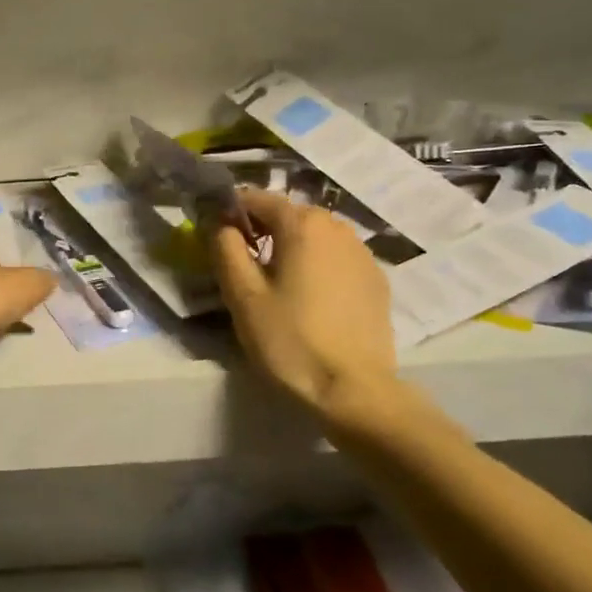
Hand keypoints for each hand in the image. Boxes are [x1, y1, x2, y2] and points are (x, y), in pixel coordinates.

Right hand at [208, 187, 398, 421]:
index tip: (215, 236)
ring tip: (275, 284)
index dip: (231, 211)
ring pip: (315, 237)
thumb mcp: (243, 296)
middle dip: (262, 231)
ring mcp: (362, 253)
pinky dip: (317, 266)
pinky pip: (336, 259)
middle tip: (241, 265)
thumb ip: (225, 249)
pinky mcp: (376, 280)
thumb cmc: (290, 340)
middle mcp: (337, 226)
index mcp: (302, 223)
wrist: (354, 392)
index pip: (257, 199)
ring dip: (291, 248)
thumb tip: (219, 223)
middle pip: (289, 215)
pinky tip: (308, 299)